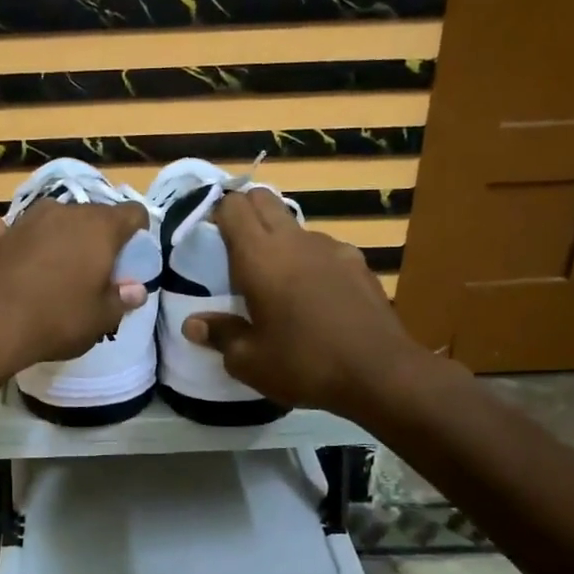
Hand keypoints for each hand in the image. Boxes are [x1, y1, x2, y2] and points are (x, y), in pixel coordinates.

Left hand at [0, 197, 150, 375]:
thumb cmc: (60, 320)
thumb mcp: (102, 318)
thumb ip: (122, 299)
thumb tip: (136, 290)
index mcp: (100, 228)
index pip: (132, 213)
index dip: (137, 232)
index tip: (132, 257)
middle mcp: (65, 213)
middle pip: (92, 215)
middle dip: (98, 236)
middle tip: (95, 270)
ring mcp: (26, 220)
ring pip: (52, 216)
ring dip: (57, 233)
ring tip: (56, 263)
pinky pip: (4, 226)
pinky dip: (8, 235)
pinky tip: (8, 247)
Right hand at [180, 189, 417, 415]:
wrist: (380, 372)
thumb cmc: (303, 363)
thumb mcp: (249, 360)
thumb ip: (220, 335)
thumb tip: (193, 324)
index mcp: (259, 256)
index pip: (232, 207)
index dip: (217, 214)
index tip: (208, 237)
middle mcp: (294, 240)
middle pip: (263, 200)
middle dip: (245, 213)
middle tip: (234, 249)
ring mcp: (330, 247)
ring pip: (294, 225)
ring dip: (279, 238)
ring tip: (276, 279)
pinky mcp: (357, 262)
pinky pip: (323, 249)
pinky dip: (310, 260)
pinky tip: (314, 295)